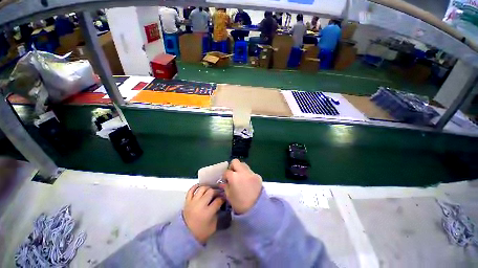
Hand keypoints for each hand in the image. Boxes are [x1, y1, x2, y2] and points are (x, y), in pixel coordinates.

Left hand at [183, 184, 223, 243]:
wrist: (186, 235)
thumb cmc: (202, 231)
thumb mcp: (214, 225)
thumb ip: (219, 213)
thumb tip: (222, 203)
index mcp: (207, 212)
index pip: (218, 200)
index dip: (223, 198)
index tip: (224, 199)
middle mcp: (200, 204)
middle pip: (211, 191)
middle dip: (216, 192)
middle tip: (218, 194)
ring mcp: (193, 201)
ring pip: (202, 188)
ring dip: (208, 188)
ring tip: (210, 191)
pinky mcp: (187, 201)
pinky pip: (191, 190)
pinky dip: (195, 186)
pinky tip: (200, 186)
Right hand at [221, 159, 262, 214]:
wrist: (257, 209)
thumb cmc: (240, 204)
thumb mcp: (229, 196)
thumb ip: (226, 187)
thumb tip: (224, 183)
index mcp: (234, 177)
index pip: (226, 171)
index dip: (225, 176)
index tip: (225, 180)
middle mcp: (243, 172)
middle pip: (235, 162)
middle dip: (232, 167)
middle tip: (232, 174)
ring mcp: (251, 173)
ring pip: (243, 165)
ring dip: (240, 169)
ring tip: (240, 177)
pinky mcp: (257, 175)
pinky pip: (250, 171)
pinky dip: (247, 174)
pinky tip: (247, 182)